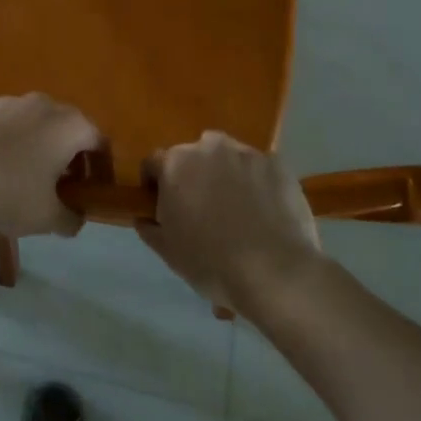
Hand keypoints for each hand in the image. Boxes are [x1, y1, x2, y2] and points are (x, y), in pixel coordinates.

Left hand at [0, 94, 105, 238]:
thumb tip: (76, 217)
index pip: (99, 142)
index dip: (100, 166)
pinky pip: (8, 120)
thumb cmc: (13, 192)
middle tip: (62, 181)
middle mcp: (46, 103)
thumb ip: (72, 218)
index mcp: (70, 126)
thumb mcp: (48, 217)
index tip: (92, 188)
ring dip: (39, 141)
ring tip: (27, 169)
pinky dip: (10, 136)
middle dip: (70, 152)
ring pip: (36, 120)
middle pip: (68, 126)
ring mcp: (13, 99)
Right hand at [137, 131, 321, 309]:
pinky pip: (259, 169)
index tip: (162, 207)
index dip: (155, 185)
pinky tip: (265, 212)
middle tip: (202, 210)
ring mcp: (246, 152)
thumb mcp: (168, 252)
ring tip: (238, 210)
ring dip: (226, 175)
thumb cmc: (212, 263)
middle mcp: (208, 146)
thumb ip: (149, 227)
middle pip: (193, 156)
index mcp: (175, 163)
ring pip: (228, 158)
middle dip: (193, 177)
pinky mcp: (277, 164)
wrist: (275, 273)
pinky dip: (258, 183)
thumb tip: (143, 216)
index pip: (153, 163)